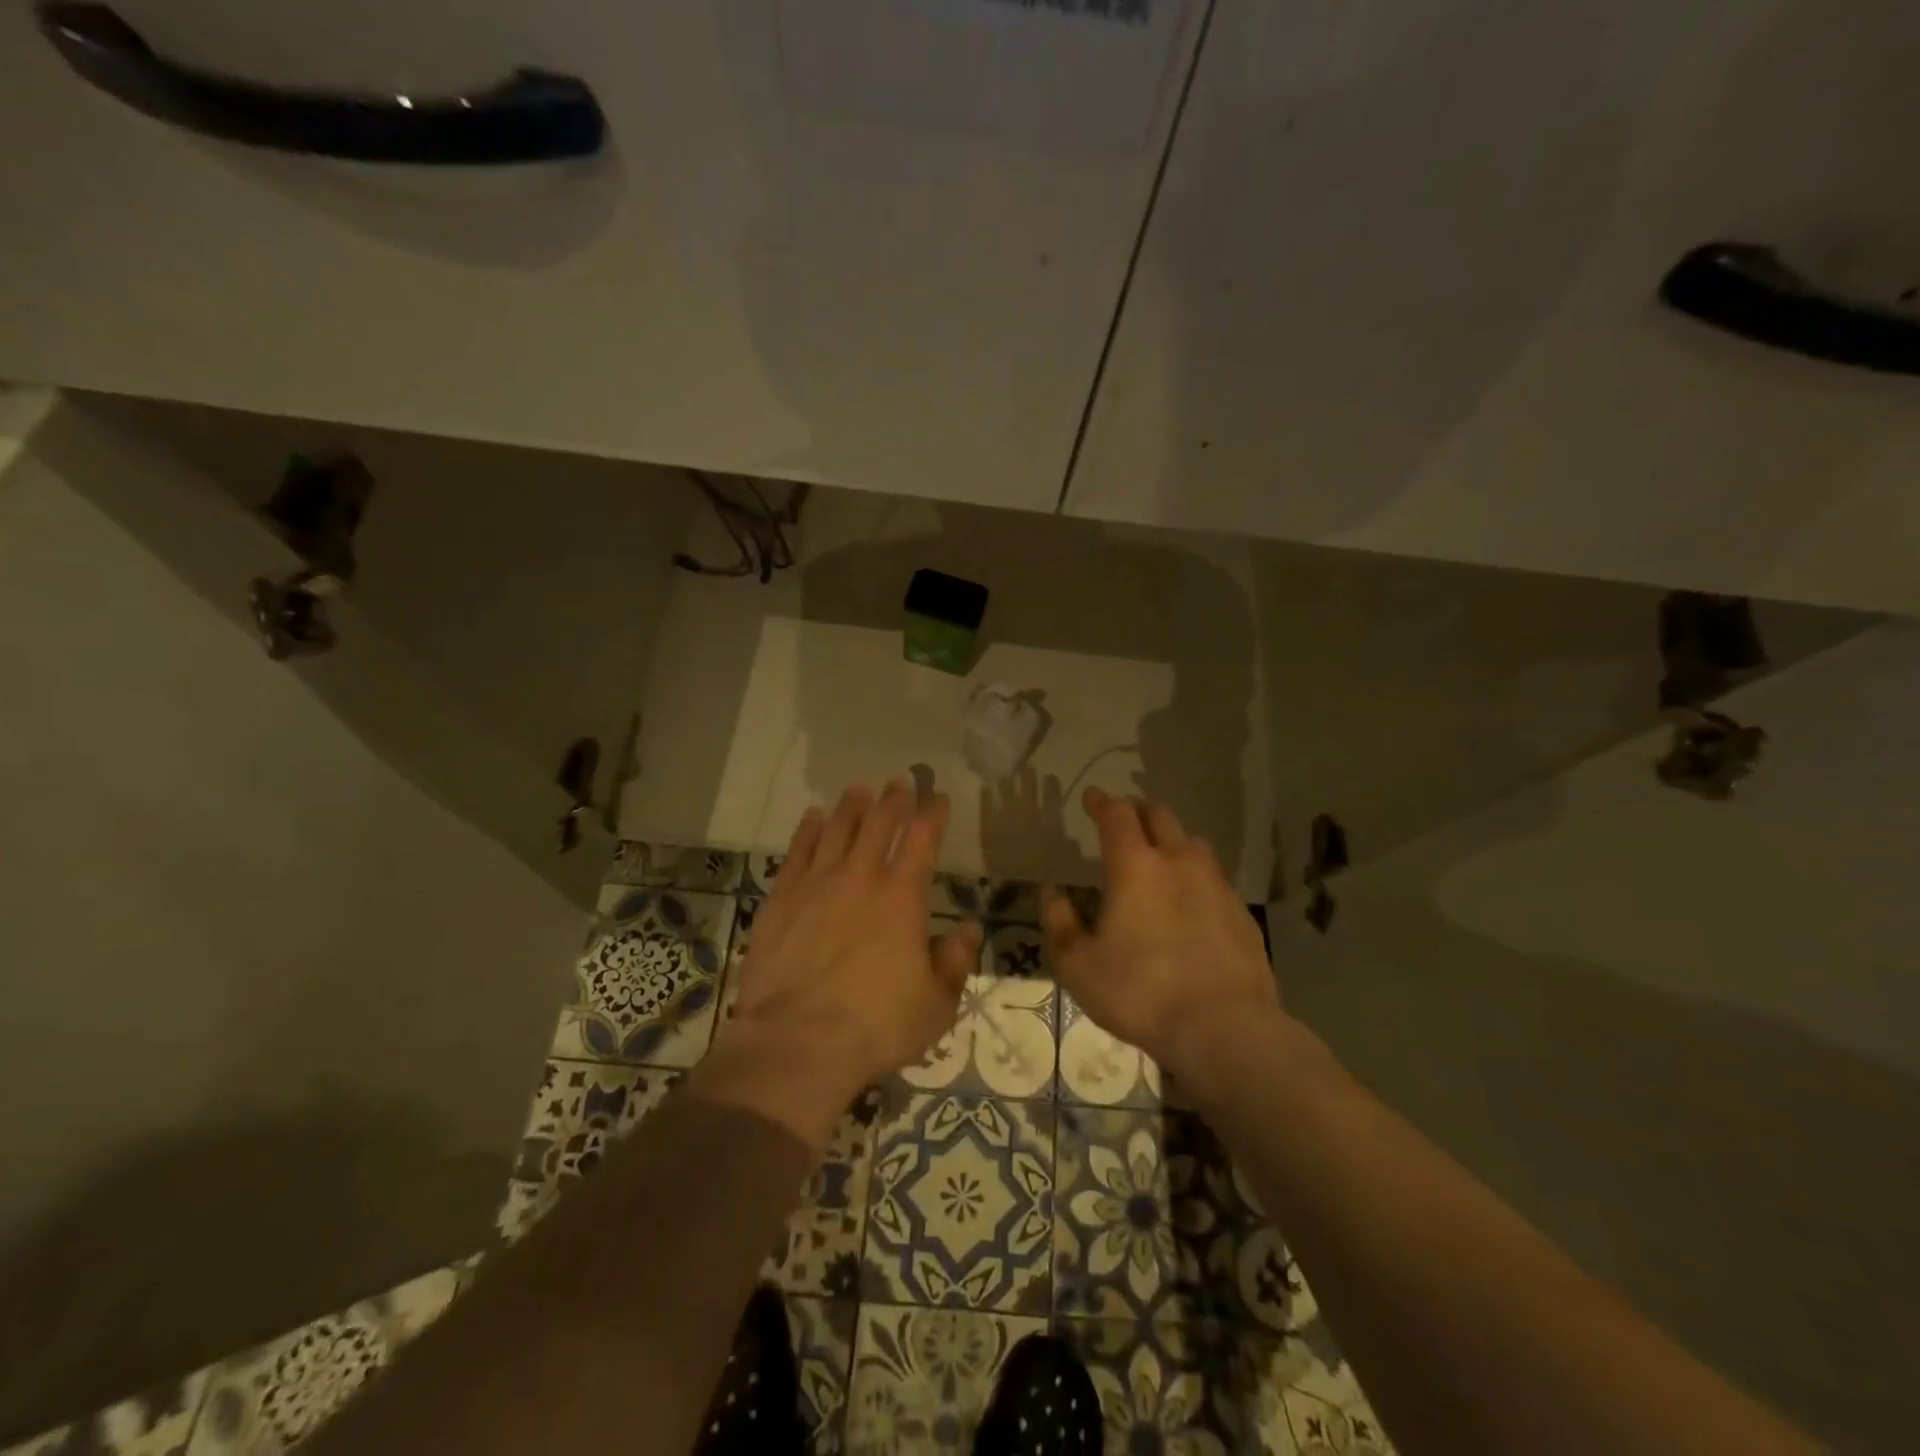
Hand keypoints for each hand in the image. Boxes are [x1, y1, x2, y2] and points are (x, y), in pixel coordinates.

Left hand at [731, 781, 982, 1096]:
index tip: (938, 798)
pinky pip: (798, 851)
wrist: (797, 1041)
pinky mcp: (781, 898)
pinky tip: (814, 817)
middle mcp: (861, 877)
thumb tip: (967, 929)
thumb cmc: (876, 1025)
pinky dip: (809, 829)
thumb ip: (955, 961)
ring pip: (838, 829)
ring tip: (860, 789)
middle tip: (900, 782)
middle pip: (879, 823)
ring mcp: (817, 884)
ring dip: (852, 806)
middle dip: (894, 799)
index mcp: (902, 896)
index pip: (922, 839)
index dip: (933, 814)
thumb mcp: (935, 1004)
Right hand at [1042, 787, 1280, 1079]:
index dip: (1101, 802)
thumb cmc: (1139, 993)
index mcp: (1135, 866)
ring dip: (1171, 841)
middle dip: (1137, 811)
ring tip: (1159, 858)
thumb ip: (1059, 922)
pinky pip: (1214, 879)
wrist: (1223, 1029)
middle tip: (1123, 821)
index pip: (1117, 815)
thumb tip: (1053, 893)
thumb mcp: (1077, 965)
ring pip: (1192, 843)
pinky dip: (1195, 877)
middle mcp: (1179, 862)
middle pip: (1160, 816)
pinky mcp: (1242, 913)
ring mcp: (1216, 885)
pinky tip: (1190, 904)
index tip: (1091, 797)